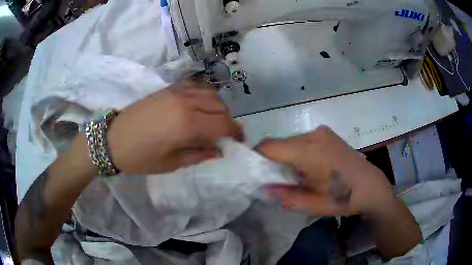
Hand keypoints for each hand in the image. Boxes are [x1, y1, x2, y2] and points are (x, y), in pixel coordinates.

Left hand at [107, 78, 242, 174]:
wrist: (113, 139)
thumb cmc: (140, 158)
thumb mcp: (171, 163)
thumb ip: (199, 154)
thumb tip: (219, 150)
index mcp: (187, 125)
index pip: (223, 124)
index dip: (235, 132)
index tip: (238, 141)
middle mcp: (186, 103)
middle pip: (220, 107)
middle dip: (228, 121)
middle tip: (224, 134)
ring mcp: (177, 92)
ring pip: (211, 93)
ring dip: (217, 107)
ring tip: (212, 121)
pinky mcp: (168, 88)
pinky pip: (196, 85)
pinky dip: (204, 94)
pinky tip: (199, 106)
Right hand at [257, 126, 395, 215]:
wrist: (369, 185)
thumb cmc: (342, 197)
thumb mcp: (313, 204)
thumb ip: (286, 196)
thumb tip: (265, 189)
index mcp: (308, 152)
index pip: (269, 146)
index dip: (257, 157)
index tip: (257, 172)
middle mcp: (312, 135)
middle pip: (280, 143)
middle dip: (274, 159)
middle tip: (279, 179)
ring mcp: (321, 132)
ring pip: (291, 141)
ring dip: (287, 155)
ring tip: (298, 173)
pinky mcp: (327, 133)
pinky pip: (304, 139)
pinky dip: (299, 151)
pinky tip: (311, 165)